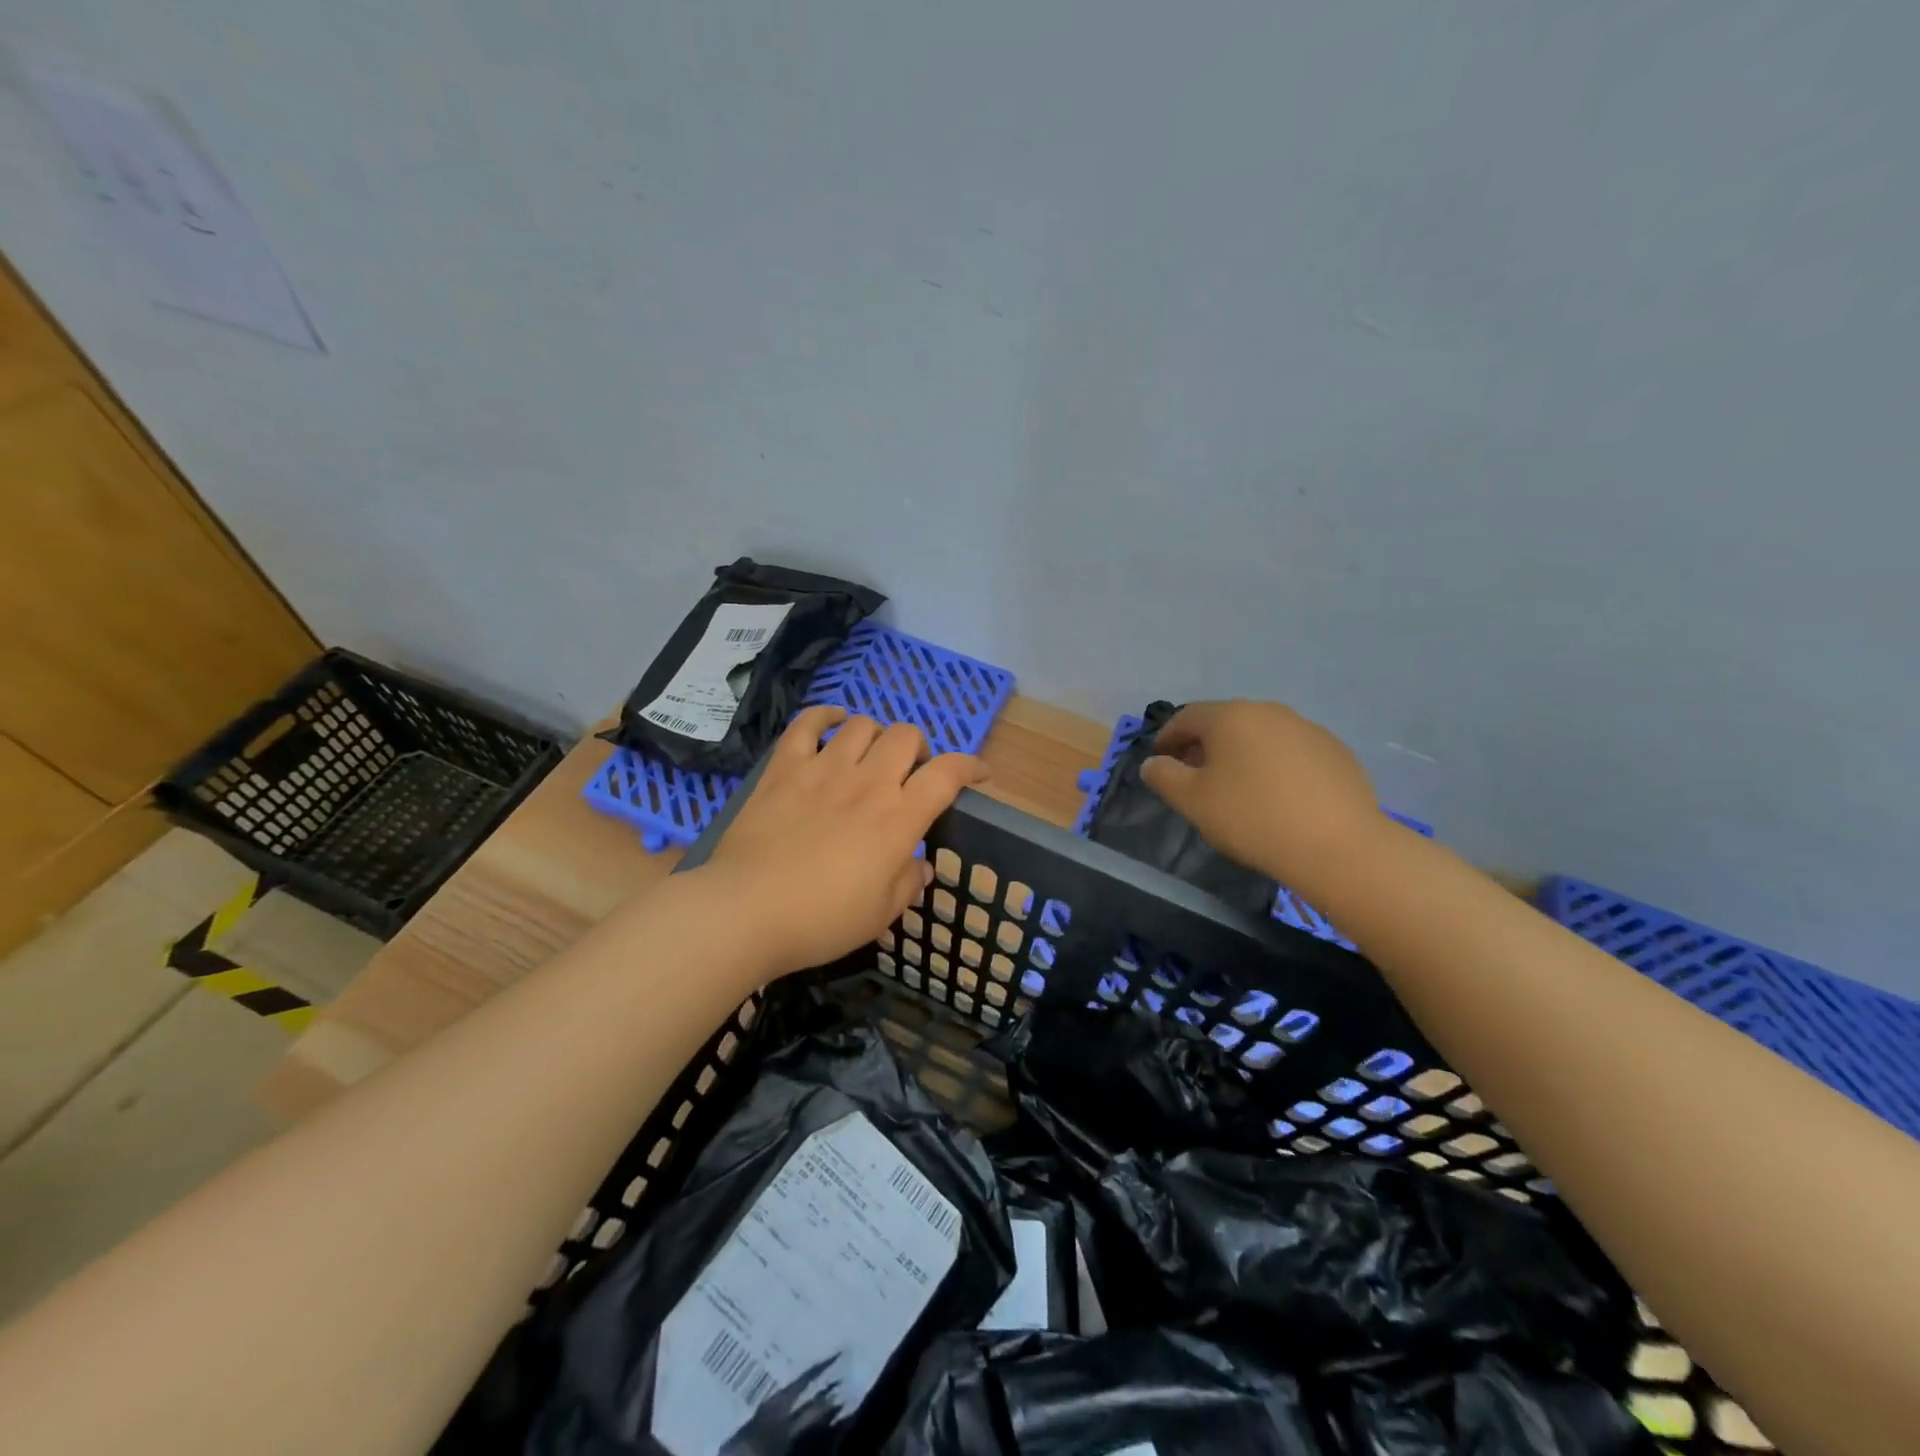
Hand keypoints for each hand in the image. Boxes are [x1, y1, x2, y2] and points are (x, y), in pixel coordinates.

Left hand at [699, 707, 989, 975]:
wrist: (746, 912)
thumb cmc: (821, 920)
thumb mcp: (880, 914)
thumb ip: (908, 883)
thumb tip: (920, 866)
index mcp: (899, 818)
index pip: (947, 775)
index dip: (970, 766)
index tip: (980, 773)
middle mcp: (868, 782)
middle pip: (907, 736)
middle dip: (918, 749)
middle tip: (909, 775)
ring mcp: (824, 769)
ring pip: (863, 725)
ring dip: (876, 736)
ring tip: (870, 756)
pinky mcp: (785, 768)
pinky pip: (808, 724)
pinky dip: (826, 716)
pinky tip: (833, 723)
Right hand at [1139, 700, 1384, 885]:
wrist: (1338, 846)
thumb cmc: (1252, 818)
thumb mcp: (1192, 801)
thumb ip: (1164, 776)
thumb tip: (1153, 763)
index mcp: (1230, 716)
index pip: (1186, 717)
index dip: (1167, 739)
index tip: (1160, 763)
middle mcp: (1269, 711)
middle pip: (1225, 722)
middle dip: (1204, 746)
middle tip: (1195, 778)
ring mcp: (1307, 729)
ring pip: (1260, 736)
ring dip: (1241, 755)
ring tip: (1237, 789)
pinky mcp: (1336, 752)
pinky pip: (1291, 752)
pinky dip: (1275, 767)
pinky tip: (1277, 797)